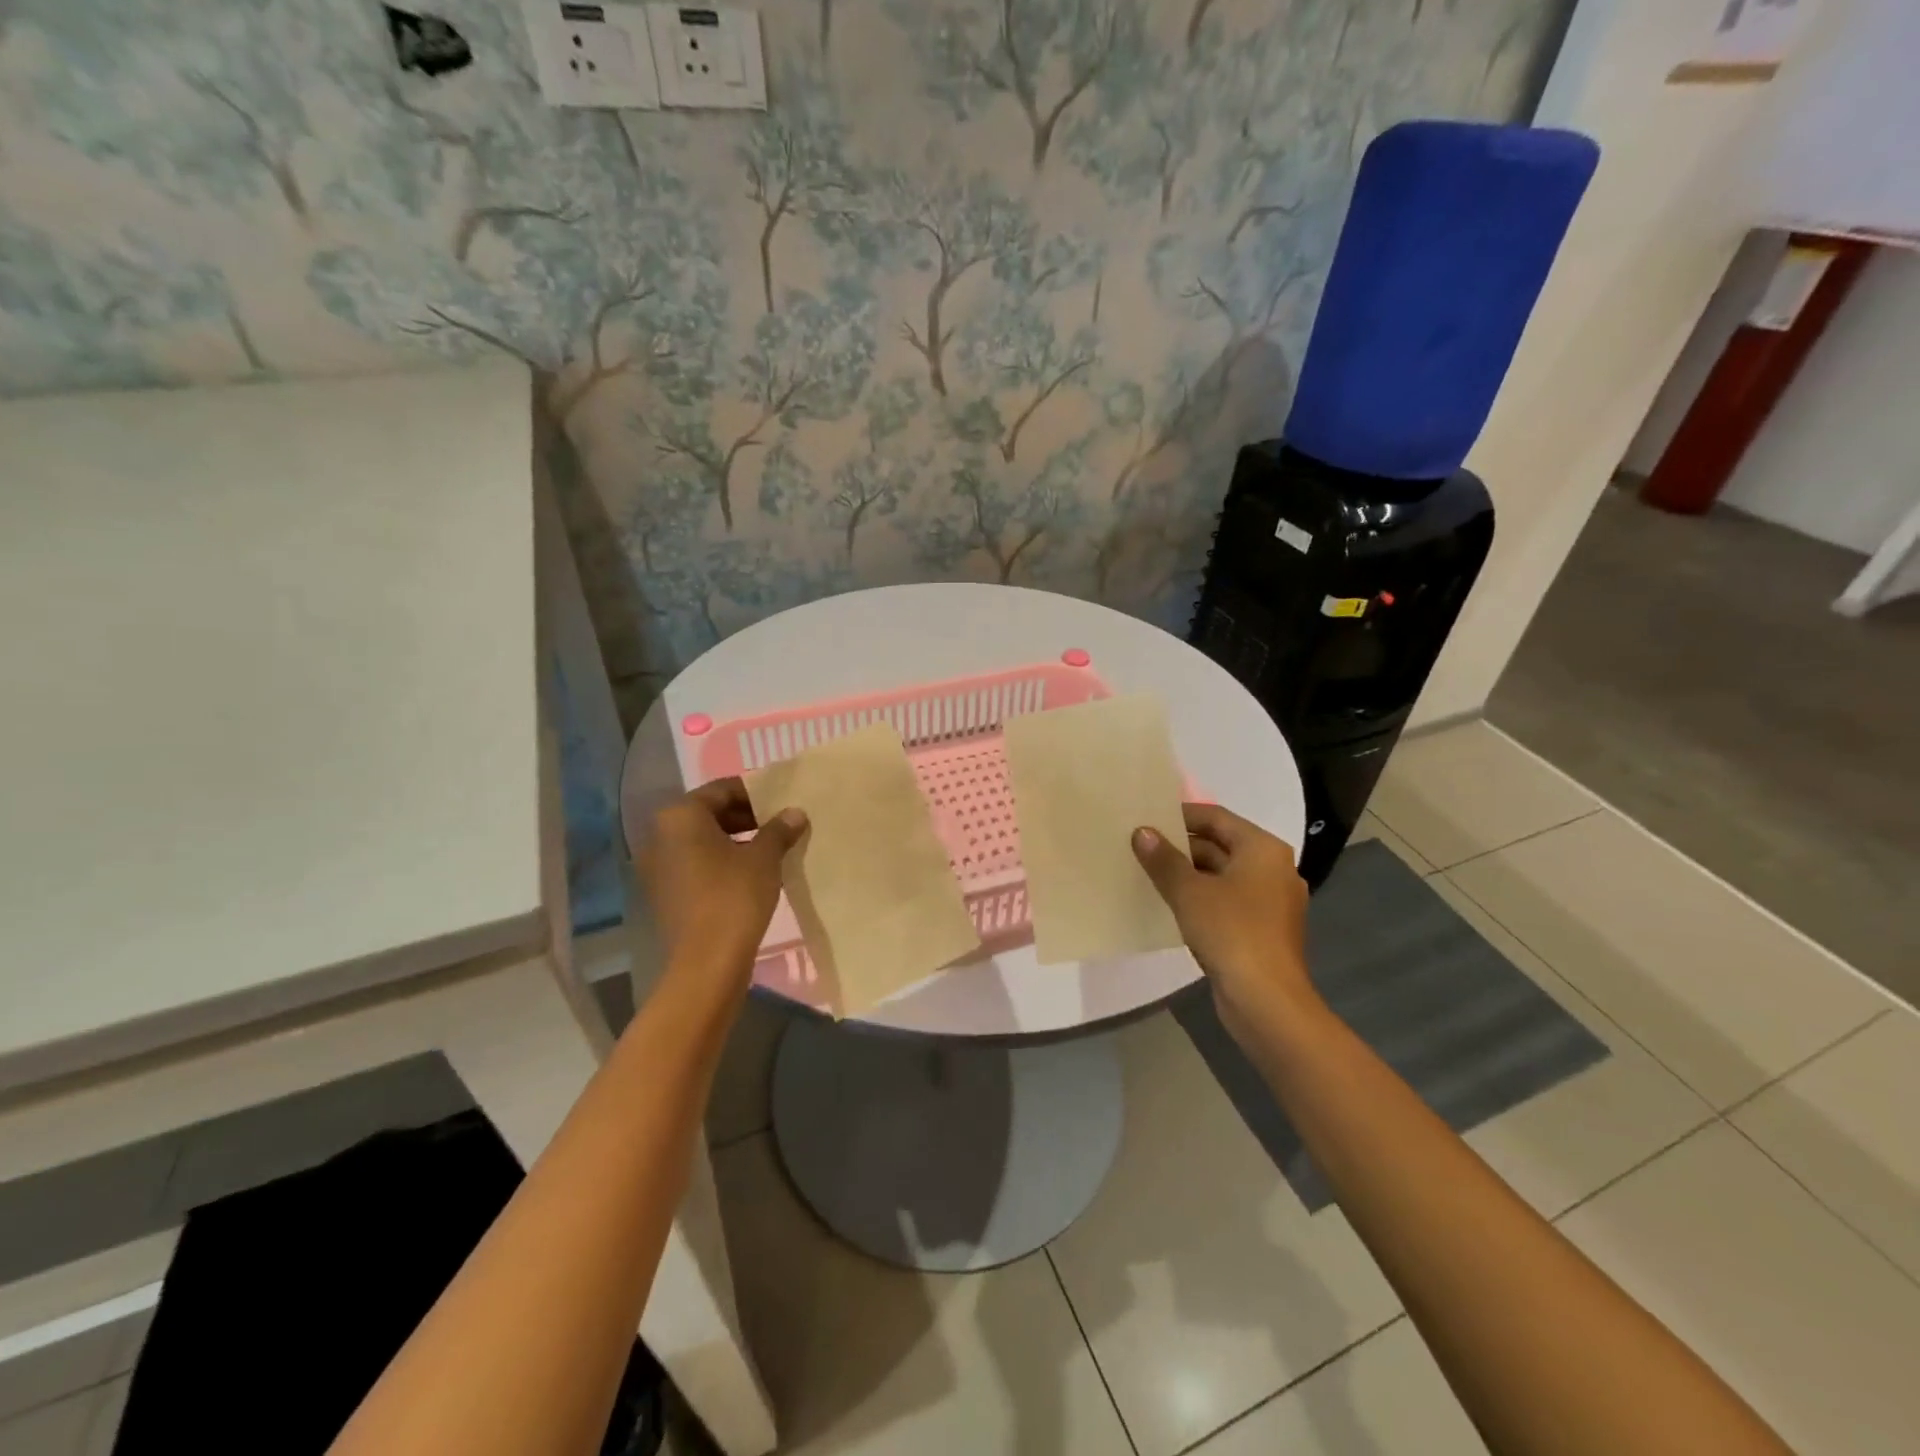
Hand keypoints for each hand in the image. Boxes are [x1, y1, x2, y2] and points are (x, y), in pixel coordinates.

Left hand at [638, 778, 806, 991]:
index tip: (782, 804)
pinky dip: (721, 862)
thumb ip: (779, 829)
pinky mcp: (664, 892)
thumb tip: (795, 813)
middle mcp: (660, 835)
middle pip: (709, 813)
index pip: (722, 790)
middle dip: (746, 818)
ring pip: (702, 840)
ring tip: (771, 850)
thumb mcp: (764, 858)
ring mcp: (658, 866)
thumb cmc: (735, 897)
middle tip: (780, 827)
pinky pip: (696, 864)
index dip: (756, 794)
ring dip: (735, 840)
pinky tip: (751, 874)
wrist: (707, 963)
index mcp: (680, 816)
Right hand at [1133, 804, 1318, 1041]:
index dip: (1181, 814)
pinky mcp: (1262, 929)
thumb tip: (1142, 832)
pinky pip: (1227, 901)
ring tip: (1148, 872)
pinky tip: (1170, 904)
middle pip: (1221, 845)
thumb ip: (1163, 859)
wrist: (1267, 1001)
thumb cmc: (1231, 932)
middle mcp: (1272, 869)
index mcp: (1262, 849)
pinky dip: (1201, 898)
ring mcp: (1270, 901)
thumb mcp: (1189, 892)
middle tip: (1141, 845)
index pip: (1216, 817)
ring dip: (1188, 873)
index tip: (1148, 817)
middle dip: (1181, 845)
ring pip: (1222, 875)